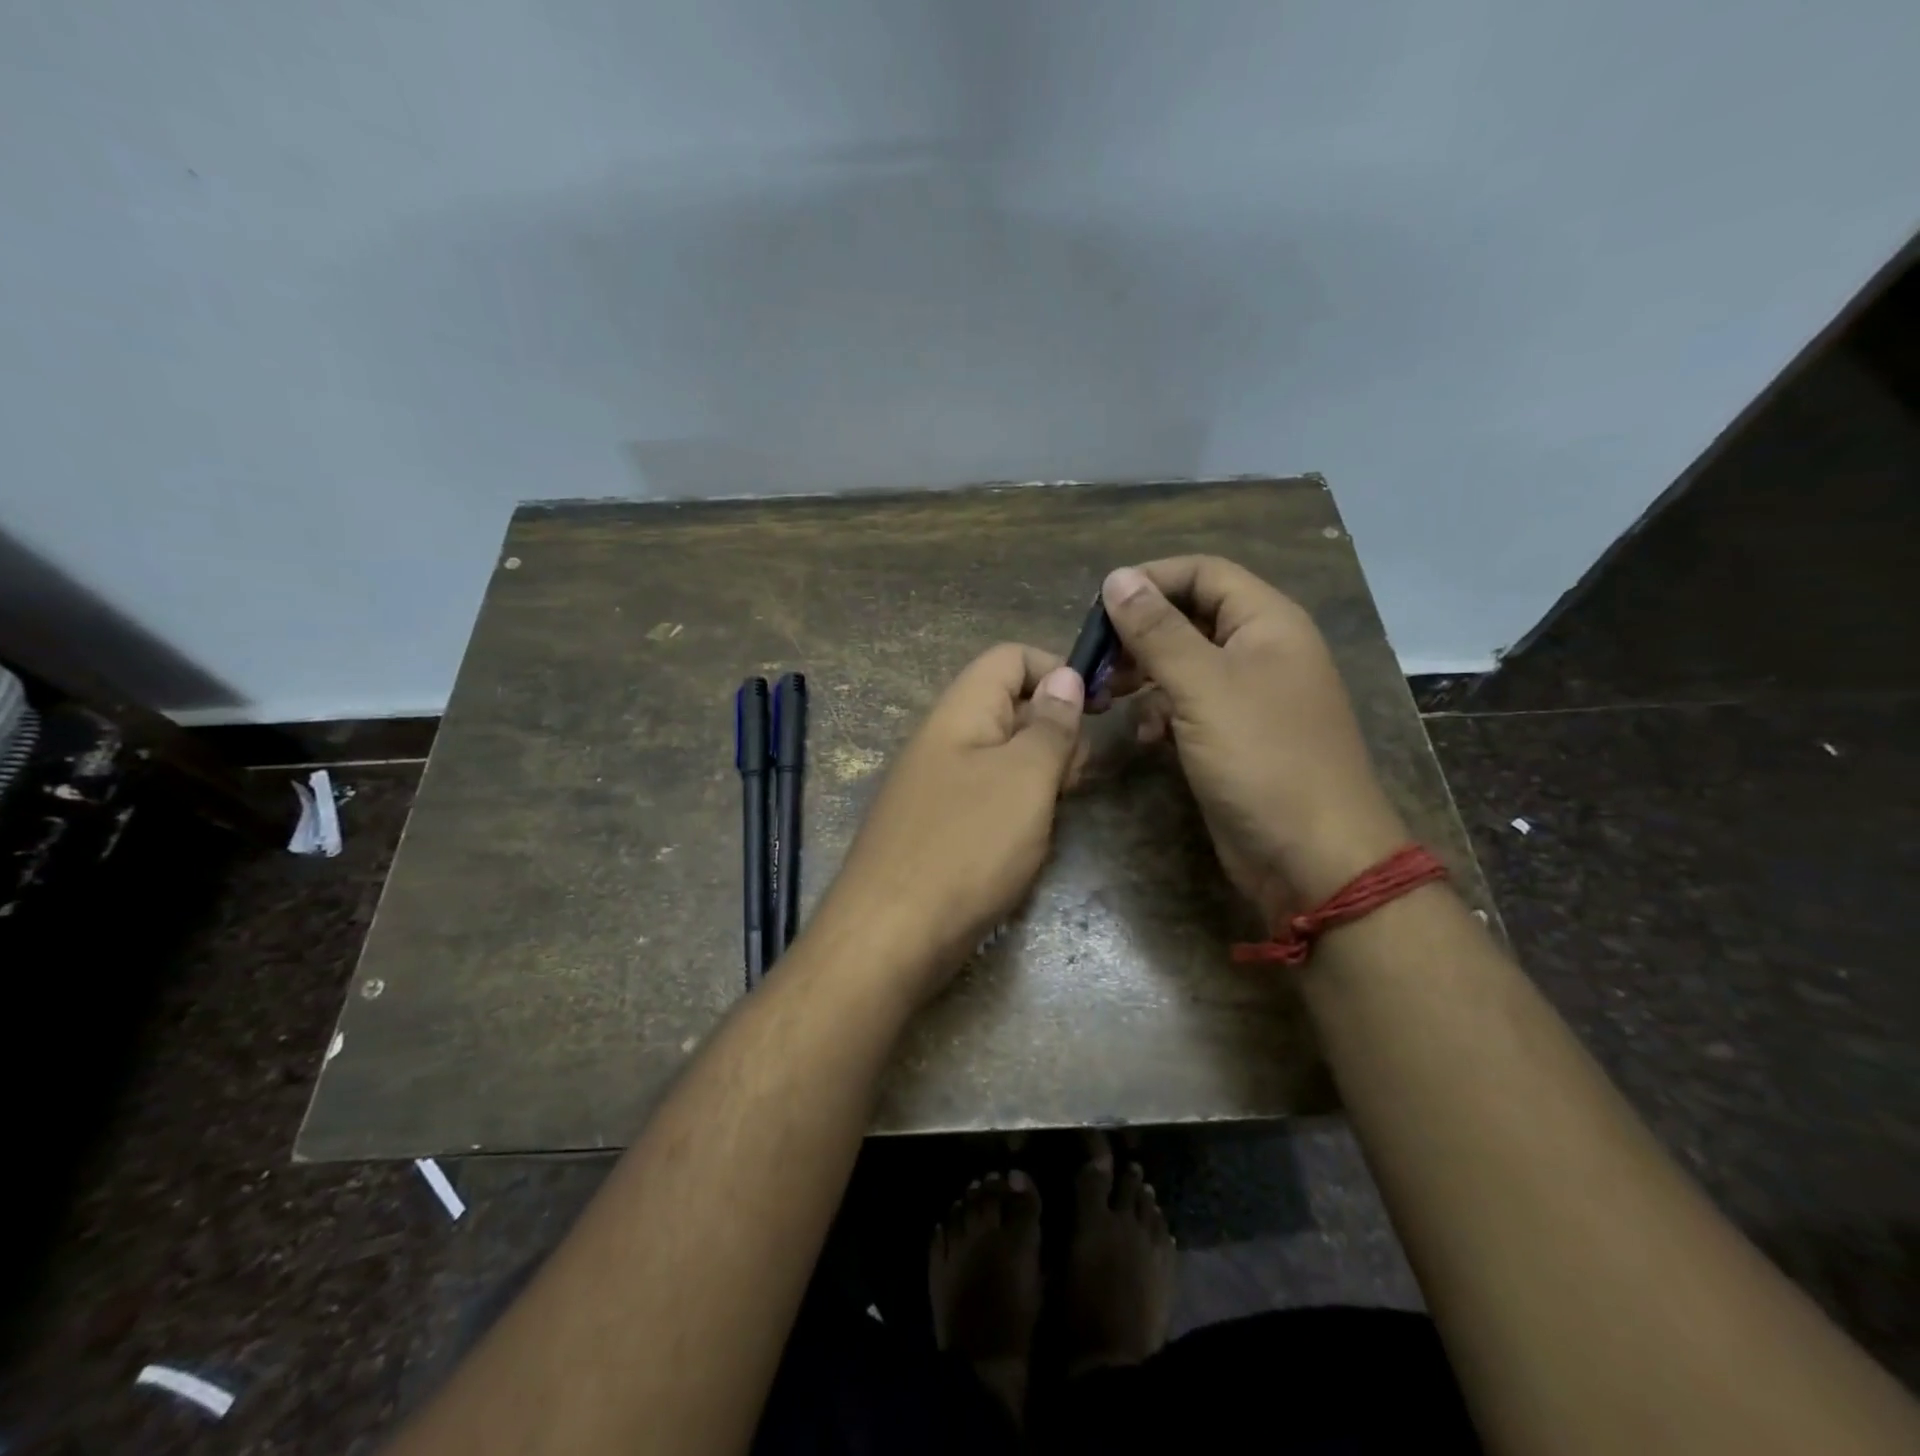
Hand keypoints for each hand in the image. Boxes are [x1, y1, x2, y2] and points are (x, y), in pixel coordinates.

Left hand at [821, 644, 1084, 1004]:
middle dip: (1055, 731)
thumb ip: (1050, 726)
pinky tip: (1029, 841)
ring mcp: (939, 785)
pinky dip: (1018, 809)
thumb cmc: (966, 847)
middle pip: (1010, 706)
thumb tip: (1066, 676)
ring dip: (1041, 776)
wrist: (890, 937)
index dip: (1057, 670)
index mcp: (960, 711)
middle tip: (1076, 777)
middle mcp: (945, 739)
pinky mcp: (940, 826)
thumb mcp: (1024, 778)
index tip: (1098, 709)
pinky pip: (989, 798)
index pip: (1010, 657)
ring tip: (1055, 812)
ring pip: (1004, 757)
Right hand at [1098, 557, 1408, 915]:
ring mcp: (1248, 697)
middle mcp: (1260, 651)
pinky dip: (1161, 714)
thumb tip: (1117, 577)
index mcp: (1267, 623)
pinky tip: (1145, 737)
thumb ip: (1157, 631)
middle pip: (1190, 617)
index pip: (1203, 573)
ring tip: (1107, 696)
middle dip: (1139, 634)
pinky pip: (1189, 707)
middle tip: (1096, 661)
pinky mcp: (1233, 738)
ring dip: (1144, 675)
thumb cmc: (1262, 759)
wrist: (1312, 858)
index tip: (1099, 608)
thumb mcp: (1202, 687)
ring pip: (1184, 664)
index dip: (1151, 580)